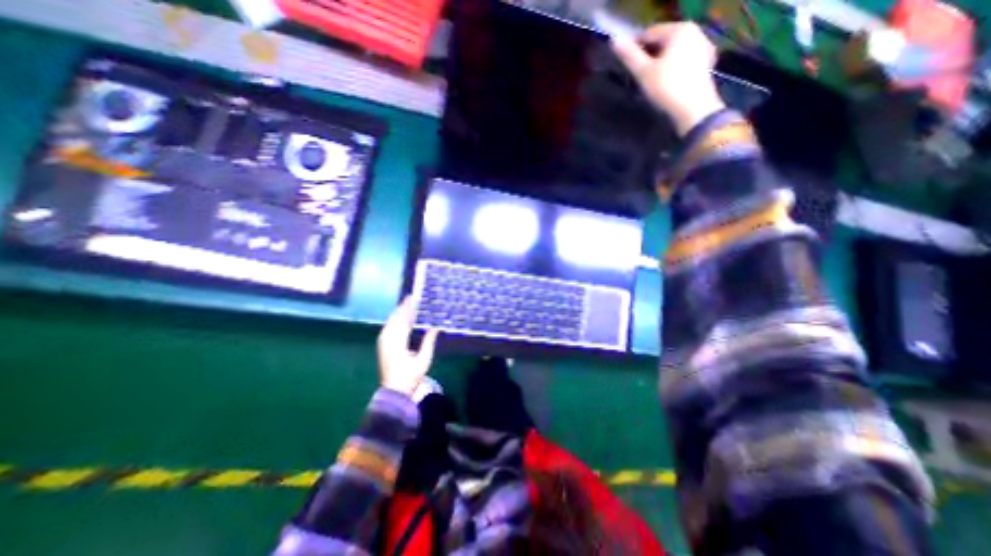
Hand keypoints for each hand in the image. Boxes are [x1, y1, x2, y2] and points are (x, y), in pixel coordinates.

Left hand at [378, 298, 438, 396]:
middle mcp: (388, 340)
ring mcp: (383, 343)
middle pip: (395, 319)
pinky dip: (393, 321)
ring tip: (405, 305)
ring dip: (397, 313)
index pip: (403, 320)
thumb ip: (429, 341)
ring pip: (390, 323)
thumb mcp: (424, 359)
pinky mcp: (382, 346)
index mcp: (398, 342)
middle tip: (410, 298)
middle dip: (402, 308)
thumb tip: (436, 327)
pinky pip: (387, 328)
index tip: (412, 298)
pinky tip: (398, 318)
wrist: (394, 391)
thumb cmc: (411, 376)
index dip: (408, 308)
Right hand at [612, 22, 724, 136]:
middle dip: (649, 55)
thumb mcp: (643, 72)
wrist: (693, 109)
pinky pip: (683, 60)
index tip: (624, 63)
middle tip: (637, 74)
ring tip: (649, 80)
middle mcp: (695, 31)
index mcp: (679, 29)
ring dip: (660, 62)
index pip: (649, 33)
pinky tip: (666, 82)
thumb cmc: (666, 88)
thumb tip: (614, 41)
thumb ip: (629, 56)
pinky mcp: (707, 62)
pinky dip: (673, 67)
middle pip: (663, 41)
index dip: (634, 47)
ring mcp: (703, 46)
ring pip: (674, 51)